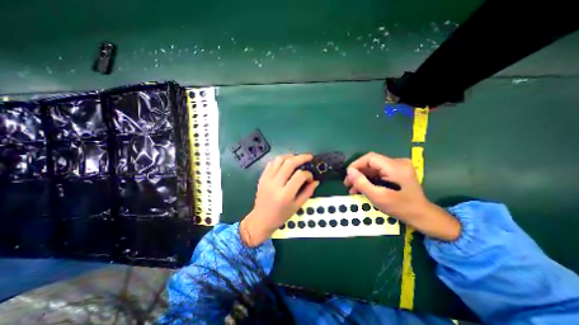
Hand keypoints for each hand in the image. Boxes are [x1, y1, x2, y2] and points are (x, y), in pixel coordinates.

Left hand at [241, 153, 318, 246]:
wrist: (261, 219)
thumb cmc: (281, 215)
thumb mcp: (297, 206)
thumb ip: (308, 192)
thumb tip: (316, 181)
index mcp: (285, 194)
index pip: (299, 176)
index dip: (308, 174)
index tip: (310, 177)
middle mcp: (275, 184)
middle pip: (289, 163)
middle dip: (301, 157)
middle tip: (309, 157)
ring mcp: (267, 179)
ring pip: (279, 160)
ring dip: (290, 156)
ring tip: (297, 158)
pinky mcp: (262, 177)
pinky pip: (271, 163)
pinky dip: (280, 160)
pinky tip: (285, 162)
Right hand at [343, 153, 461, 240]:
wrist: (422, 216)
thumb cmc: (401, 208)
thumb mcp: (378, 197)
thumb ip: (362, 183)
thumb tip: (349, 171)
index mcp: (395, 167)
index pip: (370, 158)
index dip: (356, 165)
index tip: (348, 176)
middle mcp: (398, 163)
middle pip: (371, 163)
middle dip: (358, 173)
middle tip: (347, 184)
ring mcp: (398, 167)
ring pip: (373, 168)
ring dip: (362, 177)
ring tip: (352, 189)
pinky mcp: (397, 172)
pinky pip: (378, 172)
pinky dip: (369, 179)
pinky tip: (362, 188)